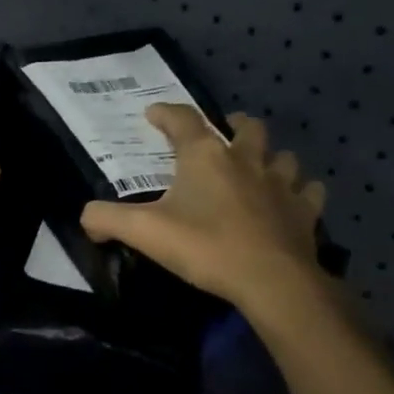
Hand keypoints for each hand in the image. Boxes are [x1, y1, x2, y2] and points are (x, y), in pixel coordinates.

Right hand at [80, 105, 331, 320]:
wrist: (271, 280)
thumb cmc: (205, 247)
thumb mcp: (144, 233)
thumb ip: (107, 220)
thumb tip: (85, 218)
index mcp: (205, 157)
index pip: (182, 120)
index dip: (166, 113)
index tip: (153, 114)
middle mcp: (246, 160)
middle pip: (246, 127)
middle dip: (233, 125)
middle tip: (222, 134)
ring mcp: (281, 184)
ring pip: (282, 156)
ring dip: (270, 158)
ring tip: (259, 168)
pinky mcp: (305, 211)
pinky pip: (308, 191)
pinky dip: (300, 192)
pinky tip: (292, 200)